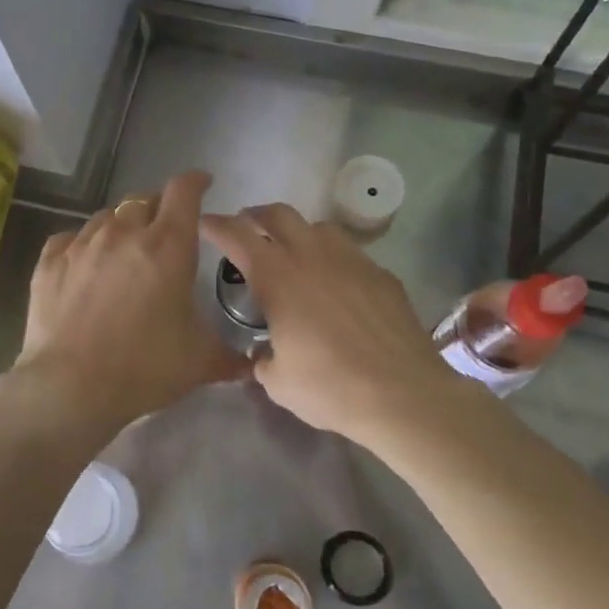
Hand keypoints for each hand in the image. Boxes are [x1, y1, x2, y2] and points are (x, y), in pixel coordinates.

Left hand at [11, 171, 247, 440]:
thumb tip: (251, 366)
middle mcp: (124, 233)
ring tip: (125, 249)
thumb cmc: (144, 367)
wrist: (70, 387)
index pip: (184, 191)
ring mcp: (82, 244)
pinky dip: (83, 244)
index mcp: (168, 245)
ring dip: (121, 226)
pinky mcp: (50, 261)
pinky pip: (70, 238)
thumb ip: (229, 357)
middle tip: (164, 231)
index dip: (196, 182)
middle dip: (158, 208)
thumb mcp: (199, 362)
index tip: (203, 184)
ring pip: (106, 217)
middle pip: (144, 200)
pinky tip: (85, 263)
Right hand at [199, 203, 475, 452]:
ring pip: (319, 226)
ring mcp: (352, 261)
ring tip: (294, 253)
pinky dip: (333, 258)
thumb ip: (262, 360)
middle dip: (256, 215)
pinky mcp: (381, 274)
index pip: (238, 235)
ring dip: (298, 232)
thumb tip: (263, 353)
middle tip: (247, 227)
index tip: (205, 223)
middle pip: (279, 214)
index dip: (217, 225)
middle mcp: (312, 257)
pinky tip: (336, 284)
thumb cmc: (330, 388)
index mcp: (278, 278)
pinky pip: (350, 252)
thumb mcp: (279, 382)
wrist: (403, 394)